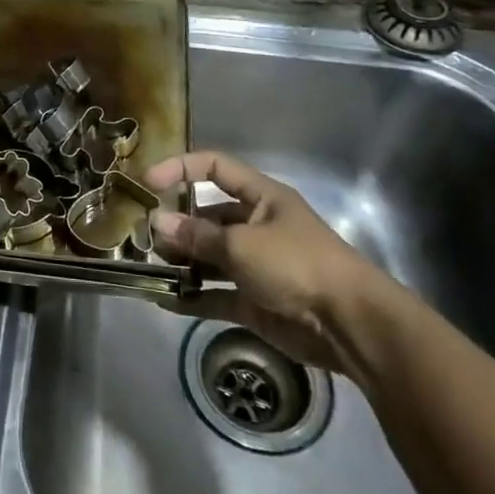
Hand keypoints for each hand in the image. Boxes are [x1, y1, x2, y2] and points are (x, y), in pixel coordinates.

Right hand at [145, 150, 391, 374]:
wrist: (349, 325)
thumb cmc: (296, 265)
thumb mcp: (241, 244)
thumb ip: (197, 235)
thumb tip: (156, 222)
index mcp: (262, 198)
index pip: (216, 168)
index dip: (181, 168)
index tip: (148, 183)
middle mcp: (257, 226)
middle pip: (208, 216)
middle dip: (177, 224)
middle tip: (145, 238)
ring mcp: (255, 265)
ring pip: (208, 256)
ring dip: (181, 261)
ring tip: (149, 267)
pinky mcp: (253, 300)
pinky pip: (214, 293)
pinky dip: (191, 296)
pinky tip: (162, 298)